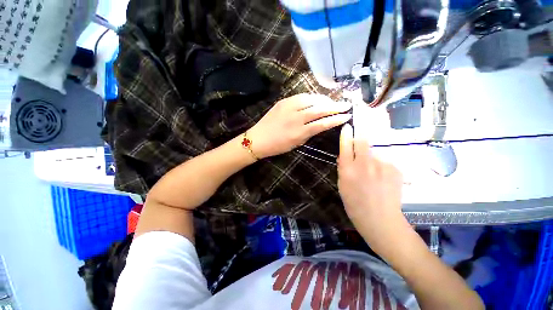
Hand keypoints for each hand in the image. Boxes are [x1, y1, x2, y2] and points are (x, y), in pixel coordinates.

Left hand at [248, 93, 351, 158]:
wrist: (258, 139)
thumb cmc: (278, 146)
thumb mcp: (297, 143)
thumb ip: (309, 133)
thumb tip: (321, 124)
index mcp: (299, 132)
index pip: (322, 123)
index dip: (336, 119)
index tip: (347, 116)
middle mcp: (296, 118)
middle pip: (319, 109)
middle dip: (335, 106)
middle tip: (346, 104)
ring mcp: (289, 107)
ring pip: (311, 99)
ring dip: (324, 100)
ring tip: (332, 102)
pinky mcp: (283, 101)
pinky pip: (301, 96)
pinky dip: (311, 97)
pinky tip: (316, 99)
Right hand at [337, 105, 407, 249]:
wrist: (381, 220)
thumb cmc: (355, 205)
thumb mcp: (342, 186)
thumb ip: (343, 168)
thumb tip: (344, 156)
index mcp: (348, 169)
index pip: (346, 145)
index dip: (346, 134)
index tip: (347, 126)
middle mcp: (364, 164)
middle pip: (363, 140)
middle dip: (361, 136)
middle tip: (361, 140)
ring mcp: (382, 165)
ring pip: (376, 150)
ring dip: (373, 154)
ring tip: (374, 169)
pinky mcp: (395, 168)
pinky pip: (386, 159)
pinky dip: (383, 163)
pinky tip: (383, 177)